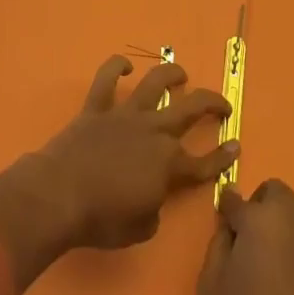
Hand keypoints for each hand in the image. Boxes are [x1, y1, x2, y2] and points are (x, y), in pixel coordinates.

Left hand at [0, 56, 235, 290]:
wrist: (59, 196)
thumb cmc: (101, 220)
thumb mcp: (140, 228)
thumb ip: (154, 210)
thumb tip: (152, 199)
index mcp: (169, 164)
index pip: (204, 162)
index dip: (222, 157)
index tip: (235, 147)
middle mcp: (153, 132)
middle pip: (190, 110)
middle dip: (211, 104)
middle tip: (223, 104)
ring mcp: (125, 116)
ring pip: (154, 84)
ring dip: (171, 74)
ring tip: (181, 73)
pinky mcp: (97, 108)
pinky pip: (106, 80)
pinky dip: (115, 67)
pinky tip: (124, 65)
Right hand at [198, 180, 293, 294]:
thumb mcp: (212, 283)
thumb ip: (218, 243)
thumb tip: (230, 226)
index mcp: (261, 217)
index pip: (235, 199)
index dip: (226, 212)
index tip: (223, 229)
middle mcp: (292, 217)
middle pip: (273, 193)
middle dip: (258, 207)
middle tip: (246, 242)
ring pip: (292, 214)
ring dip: (277, 225)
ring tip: (266, 265)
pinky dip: (293, 246)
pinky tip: (285, 281)